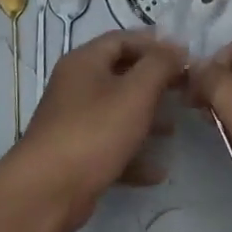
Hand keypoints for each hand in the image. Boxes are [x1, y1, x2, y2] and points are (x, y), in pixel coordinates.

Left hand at [0, 29, 185, 231]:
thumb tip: (177, 47)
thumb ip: (159, 65)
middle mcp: (76, 86)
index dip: (154, 44)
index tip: (184, 56)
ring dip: (147, 118)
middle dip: (154, 82)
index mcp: (85, 62)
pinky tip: (158, 171)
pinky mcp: (76, 155)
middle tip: (184, 91)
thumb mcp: (135, 92)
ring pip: (117, 112)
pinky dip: (134, 154)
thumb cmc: (94, 131)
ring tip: (174, 129)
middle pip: (121, 75)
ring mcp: (74, 122)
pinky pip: (111, 146)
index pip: (122, 39)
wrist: (47, 192)